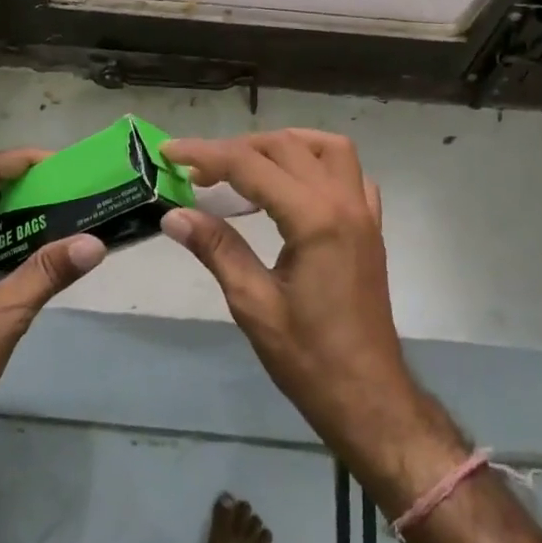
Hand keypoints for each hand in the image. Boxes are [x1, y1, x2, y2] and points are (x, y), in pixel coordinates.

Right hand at [159, 130, 434, 468]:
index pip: (251, 165)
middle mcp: (344, 202)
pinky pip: (352, 175)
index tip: (170, 151)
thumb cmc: (308, 358)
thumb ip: (216, 249)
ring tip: (246, 164)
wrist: (368, 397)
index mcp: (314, 218)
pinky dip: (319, 165)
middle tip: (198, 170)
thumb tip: (173, 214)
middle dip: (238, 149)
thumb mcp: (253, 304)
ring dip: (284, 146)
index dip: (206, 153)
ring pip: (328, 149)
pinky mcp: (371, 228)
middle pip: (287, 147)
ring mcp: (364, 213)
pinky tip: (295, 187)